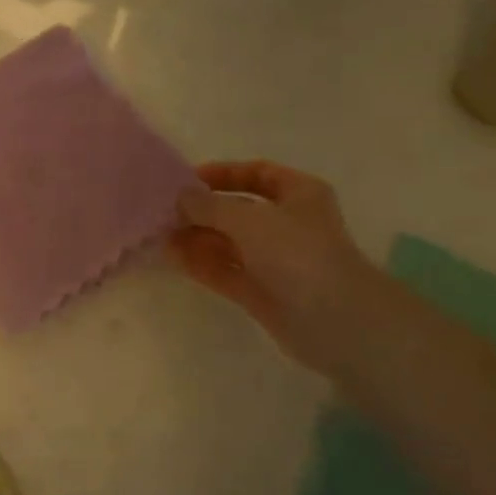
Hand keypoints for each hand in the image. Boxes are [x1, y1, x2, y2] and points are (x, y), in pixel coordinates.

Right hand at [169, 161, 379, 373]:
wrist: (335, 321)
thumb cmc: (296, 253)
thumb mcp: (248, 218)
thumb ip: (209, 205)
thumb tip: (180, 198)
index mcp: (299, 194)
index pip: (257, 173)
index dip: (223, 174)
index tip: (186, 180)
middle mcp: (288, 224)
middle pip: (238, 210)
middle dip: (202, 211)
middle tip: (164, 212)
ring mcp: (275, 261)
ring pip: (229, 243)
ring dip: (197, 238)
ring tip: (160, 235)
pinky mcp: (262, 293)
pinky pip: (226, 271)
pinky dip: (201, 264)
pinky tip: (172, 257)